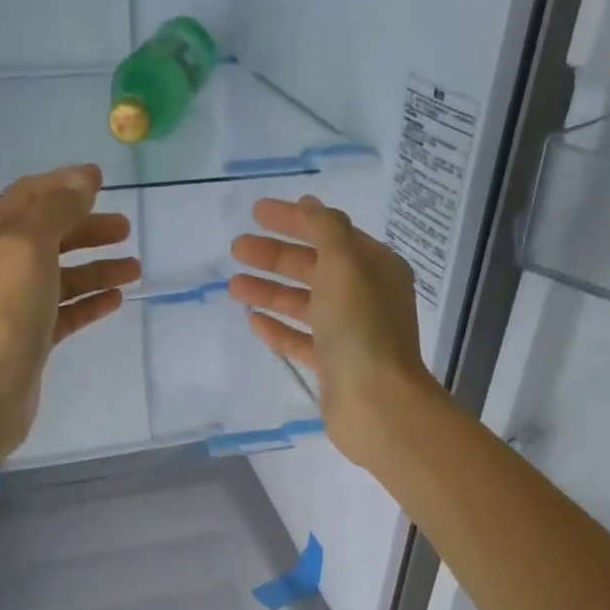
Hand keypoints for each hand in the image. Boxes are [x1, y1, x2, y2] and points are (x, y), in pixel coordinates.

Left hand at [0, 164, 137, 460]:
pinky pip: (65, 312)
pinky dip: (90, 302)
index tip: (103, 182)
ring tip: (134, 270)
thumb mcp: (27, 248)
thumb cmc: (2, 316)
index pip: (28, 199)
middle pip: (48, 237)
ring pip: (61, 277)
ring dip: (96, 268)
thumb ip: (56, 211)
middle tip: (126, 230)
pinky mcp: (31, 340)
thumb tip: (83, 180)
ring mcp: (13, 307)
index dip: (64, 185)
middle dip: (87, 229)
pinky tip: (116, 300)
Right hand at [229, 195, 444, 469]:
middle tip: (237, 249)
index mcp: (375, 268)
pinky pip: (301, 340)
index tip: (255, 212)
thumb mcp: (345, 266)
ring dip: (270, 292)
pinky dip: (278, 329)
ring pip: (304, 304)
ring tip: (234, 287)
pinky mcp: (333, 366)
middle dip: (275, 257)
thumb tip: (309, 205)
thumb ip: (325, 230)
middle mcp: (365, 297)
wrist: (375, 404)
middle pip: (314, 267)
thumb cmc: (361, 329)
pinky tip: (253, 321)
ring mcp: (349, 334)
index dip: (294, 220)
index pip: (330, 233)